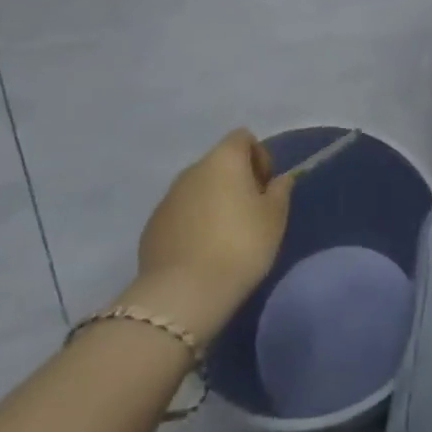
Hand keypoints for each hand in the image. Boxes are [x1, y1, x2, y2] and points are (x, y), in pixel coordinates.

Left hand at [131, 130, 292, 337]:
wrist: (184, 293)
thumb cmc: (240, 245)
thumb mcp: (274, 218)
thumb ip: (280, 191)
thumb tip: (279, 179)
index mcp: (223, 159)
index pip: (243, 138)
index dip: (259, 157)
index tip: (265, 188)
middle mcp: (191, 170)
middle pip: (218, 163)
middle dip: (235, 181)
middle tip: (249, 214)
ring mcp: (167, 198)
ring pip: (197, 189)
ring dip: (212, 202)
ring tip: (224, 237)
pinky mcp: (151, 227)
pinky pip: (179, 214)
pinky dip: (192, 224)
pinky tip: (201, 252)